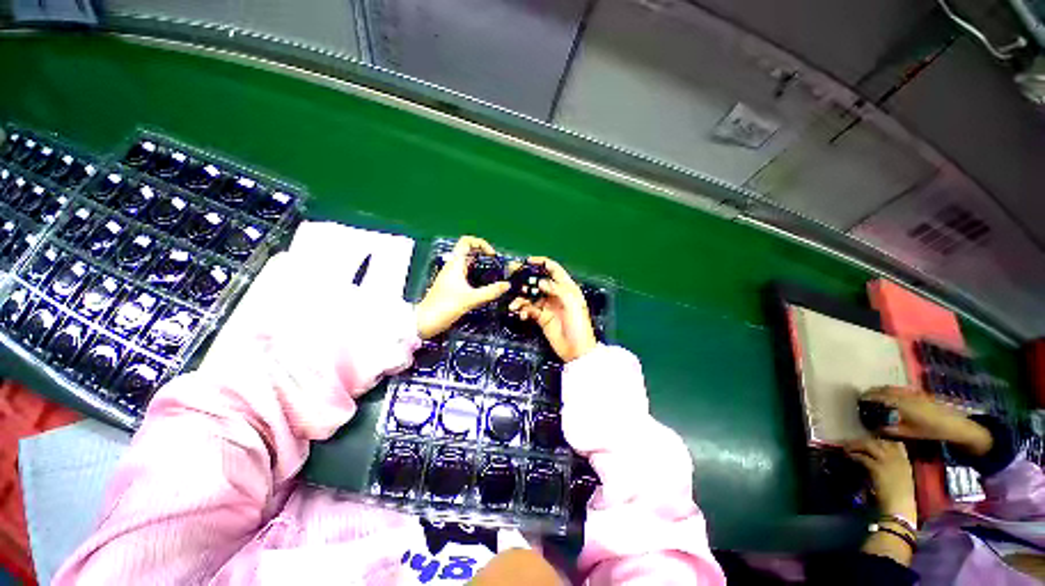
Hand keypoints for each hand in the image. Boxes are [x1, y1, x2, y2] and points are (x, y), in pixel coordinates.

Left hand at [415, 236, 509, 338]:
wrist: (425, 322)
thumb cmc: (445, 307)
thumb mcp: (471, 299)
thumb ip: (490, 292)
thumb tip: (507, 285)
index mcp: (455, 264)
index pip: (467, 241)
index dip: (481, 243)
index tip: (492, 256)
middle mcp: (453, 267)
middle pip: (469, 252)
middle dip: (484, 255)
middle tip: (497, 265)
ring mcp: (452, 276)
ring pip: (469, 264)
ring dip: (482, 265)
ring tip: (495, 275)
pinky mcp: (452, 286)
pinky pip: (467, 274)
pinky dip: (477, 276)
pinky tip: (485, 286)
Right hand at [508, 257, 596, 362]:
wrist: (576, 350)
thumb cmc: (579, 326)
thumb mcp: (572, 304)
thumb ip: (557, 289)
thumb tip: (540, 282)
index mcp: (567, 288)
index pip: (554, 269)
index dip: (542, 263)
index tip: (527, 261)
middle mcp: (555, 294)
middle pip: (538, 281)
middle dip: (525, 280)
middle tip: (513, 281)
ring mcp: (547, 306)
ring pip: (530, 296)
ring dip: (521, 299)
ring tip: (515, 306)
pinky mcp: (540, 317)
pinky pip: (528, 309)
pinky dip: (523, 311)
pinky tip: (523, 315)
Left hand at [844, 437, 916, 523]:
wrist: (900, 509)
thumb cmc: (901, 499)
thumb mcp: (901, 479)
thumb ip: (892, 467)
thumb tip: (876, 460)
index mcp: (905, 462)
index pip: (896, 444)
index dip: (882, 441)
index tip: (871, 441)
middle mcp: (897, 459)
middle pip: (879, 442)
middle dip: (865, 441)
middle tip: (853, 443)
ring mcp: (888, 462)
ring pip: (870, 445)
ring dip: (857, 445)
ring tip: (847, 447)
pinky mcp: (877, 468)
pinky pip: (863, 457)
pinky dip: (855, 455)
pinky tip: (849, 456)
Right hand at [861, 387, 992, 455]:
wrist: (956, 425)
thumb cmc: (931, 431)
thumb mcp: (910, 433)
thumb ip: (891, 429)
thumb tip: (873, 428)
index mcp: (900, 403)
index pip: (879, 396)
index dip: (867, 397)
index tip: (858, 400)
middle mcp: (905, 394)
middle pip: (884, 390)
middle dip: (873, 392)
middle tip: (864, 398)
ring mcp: (913, 392)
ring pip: (892, 388)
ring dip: (881, 391)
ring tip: (875, 396)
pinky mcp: (919, 393)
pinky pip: (900, 389)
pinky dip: (891, 391)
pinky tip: (892, 397)